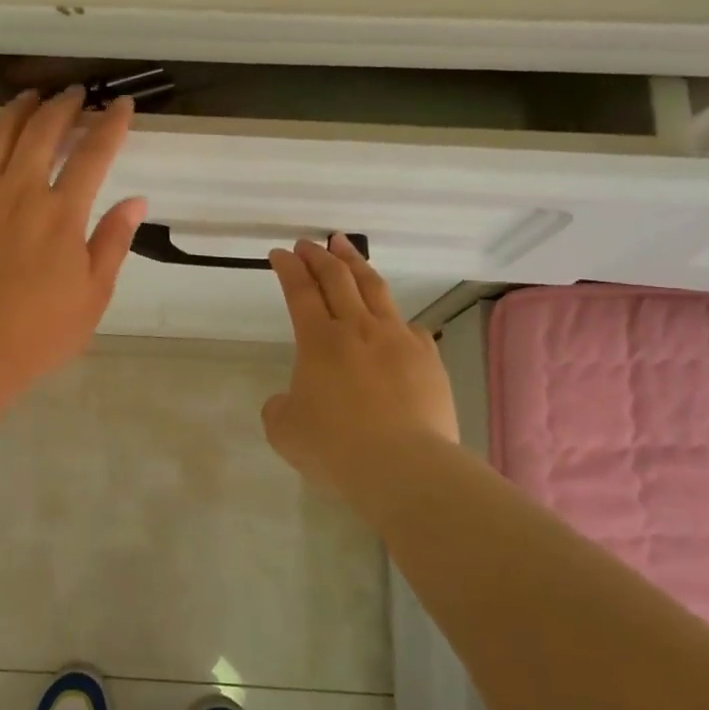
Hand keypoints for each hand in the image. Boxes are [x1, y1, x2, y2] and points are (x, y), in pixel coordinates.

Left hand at [0, 88, 146, 384]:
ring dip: (15, 111)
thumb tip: (136, 200)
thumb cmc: (38, 332)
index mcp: (62, 213)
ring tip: (28, 97)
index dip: (110, 124)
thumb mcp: (93, 295)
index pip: (93, 155)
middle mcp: (19, 191)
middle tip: (73, 94)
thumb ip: (113, 242)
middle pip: (43, 133)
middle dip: (63, 107)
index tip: (120, 104)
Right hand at [262, 234, 458, 494]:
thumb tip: (291, 399)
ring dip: (355, 264)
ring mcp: (398, 339)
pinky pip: (409, 327)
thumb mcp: (285, 431)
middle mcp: (358, 329)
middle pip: (337, 278)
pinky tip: (393, 321)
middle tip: (309, 243)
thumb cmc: (335, 448)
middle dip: (319, 256)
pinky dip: (394, 318)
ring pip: (374, 288)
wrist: (404, 466)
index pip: (300, 291)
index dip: (288, 268)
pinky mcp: (428, 358)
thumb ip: (280, 407)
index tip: (280, 253)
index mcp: (319, 341)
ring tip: (345, 247)